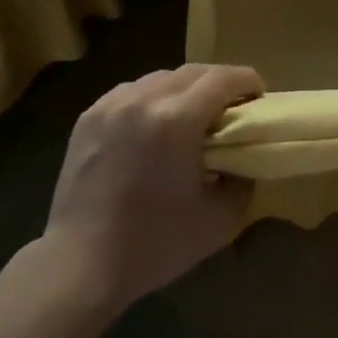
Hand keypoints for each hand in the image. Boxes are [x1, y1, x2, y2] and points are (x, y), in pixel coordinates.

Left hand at [39, 64, 263, 318]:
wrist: (79, 266)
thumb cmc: (153, 245)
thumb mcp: (219, 220)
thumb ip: (243, 181)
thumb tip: (245, 159)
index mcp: (177, 119)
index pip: (223, 78)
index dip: (248, 81)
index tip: (258, 98)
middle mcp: (144, 98)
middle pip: (194, 71)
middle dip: (219, 83)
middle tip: (231, 107)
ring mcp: (112, 104)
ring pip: (161, 77)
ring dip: (184, 89)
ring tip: (191, 116)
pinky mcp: (89, 116)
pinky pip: (132, 92)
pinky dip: (152, 99)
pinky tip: (153, 126)